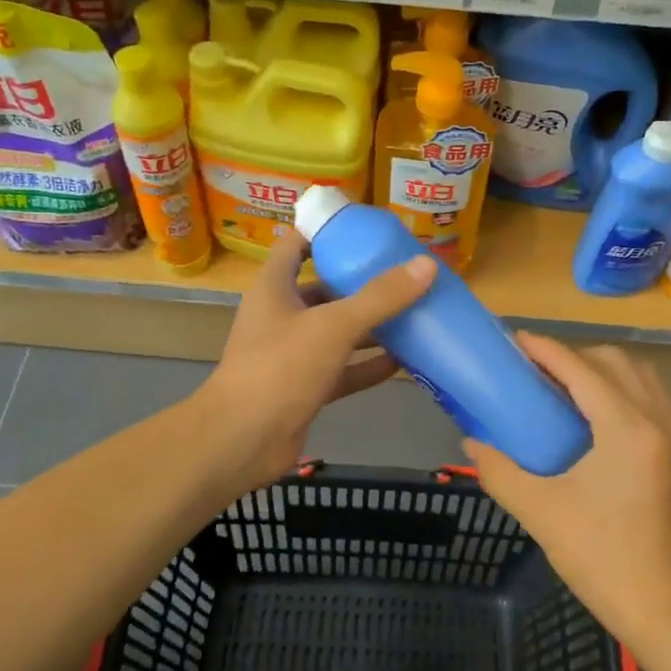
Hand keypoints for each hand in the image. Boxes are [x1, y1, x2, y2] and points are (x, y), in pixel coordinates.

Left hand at [198, 230, 435, 491]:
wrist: (243, 440)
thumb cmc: (281, 368)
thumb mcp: (334, 326)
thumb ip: (380, 297)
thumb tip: (427, 265)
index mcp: (275, 288)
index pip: (297, 245)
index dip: (328, 233)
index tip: (368, 230)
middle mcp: (282, 315)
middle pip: (325, 288)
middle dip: (361, 282)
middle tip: (404, 273)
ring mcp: (293, 354)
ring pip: (337, 331)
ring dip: (371, 325)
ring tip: (414, 313)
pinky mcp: (305, 386)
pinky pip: (343, 368)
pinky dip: (369, 365)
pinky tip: (404, 361)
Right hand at [463, 335, 670, 651]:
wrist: (658, 606)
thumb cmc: (597, 556)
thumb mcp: (538, 509)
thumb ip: (499, 469)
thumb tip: (470, 442)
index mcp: (626, 430)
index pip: (582, 370)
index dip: (546, 350)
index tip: (515, 340)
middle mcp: (658, 423)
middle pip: (616, 362)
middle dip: (574, 355)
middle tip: (536, 369)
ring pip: (640, 377)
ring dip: (601, 369)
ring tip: (562, 386)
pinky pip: (651, 399)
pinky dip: (620, 390)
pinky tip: (591, 416)